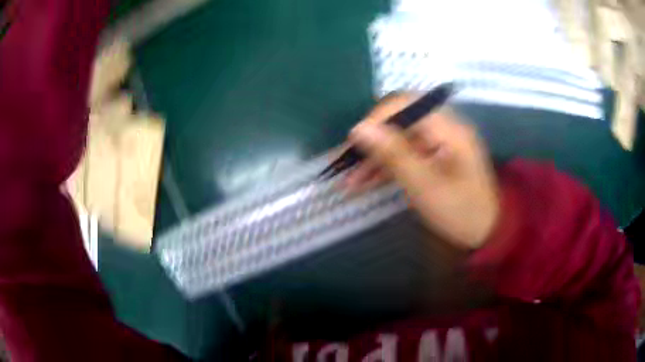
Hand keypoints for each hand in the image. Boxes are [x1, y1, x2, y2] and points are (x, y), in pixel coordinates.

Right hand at [345, 93, 499, 249]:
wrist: (486, 232)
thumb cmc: (461, 211)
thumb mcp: (426, 186)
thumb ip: (393, 155)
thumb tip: (358, 129)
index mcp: (448, 128)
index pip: (405, 104)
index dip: (376, 119)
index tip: (354, 143)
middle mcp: (442, 128)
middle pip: (398, 121)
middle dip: (371, 141)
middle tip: (346, 162)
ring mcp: (437, 143)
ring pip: (397, 140)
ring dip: (373, 158)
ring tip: (349, 180)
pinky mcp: (432, 158)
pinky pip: (404, 155)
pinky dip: (385, 168)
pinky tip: (364, 183)